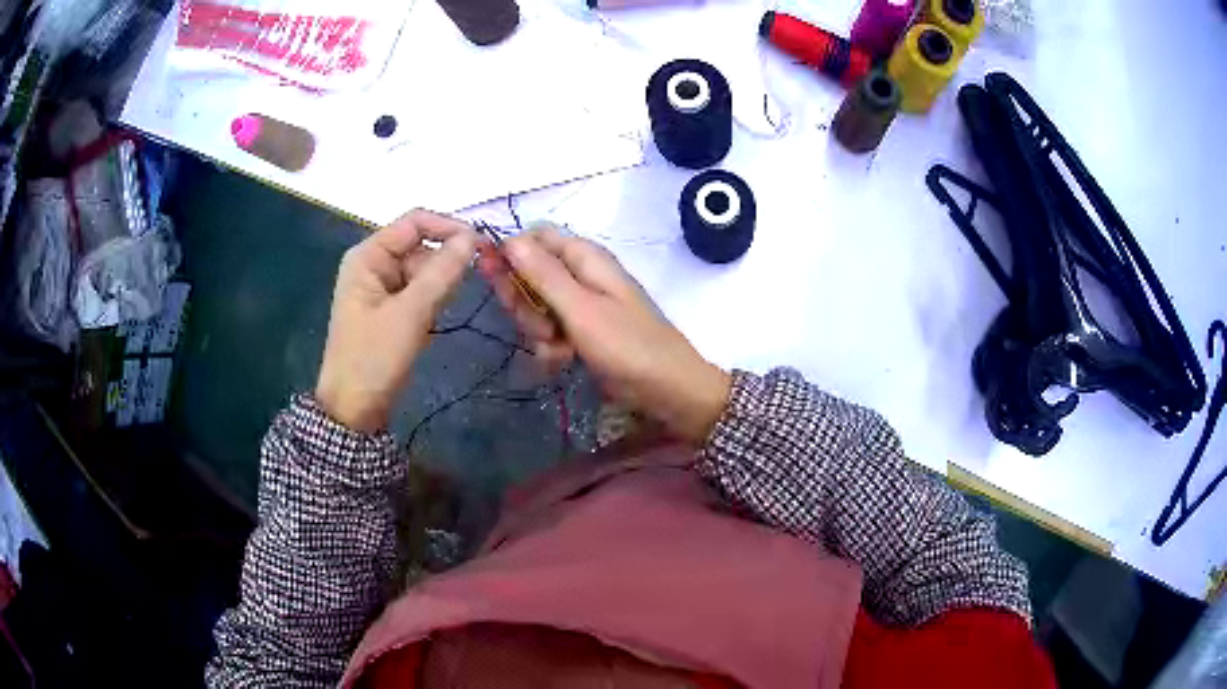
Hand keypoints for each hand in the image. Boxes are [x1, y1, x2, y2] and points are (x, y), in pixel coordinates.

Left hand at [316, 210, 476, 431]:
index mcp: (368, 255)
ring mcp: (381, 288)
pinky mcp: (390, 309)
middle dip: (444, 264)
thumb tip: (474, 238)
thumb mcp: (410, 313)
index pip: (415, 222)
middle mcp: (374, 264)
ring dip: (439, 287)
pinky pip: (419, 293)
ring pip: (424, 272)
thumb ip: (442, 272)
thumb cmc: (374, 358)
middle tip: (460, 292)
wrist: (353, 410)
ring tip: (436, 316)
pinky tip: (430, 324)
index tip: (482, 246)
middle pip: (421, 247)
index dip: (449, 227)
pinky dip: (431, 303)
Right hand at [477, 226, 730, 443]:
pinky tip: (564, 359)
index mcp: (584, 257)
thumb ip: (543, 274)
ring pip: (535, 306)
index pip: (532, 238)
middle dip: (524, 303)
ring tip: (561, 348)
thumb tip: (508, 239)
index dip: (509, 254)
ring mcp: (580, 304)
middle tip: (542, 327)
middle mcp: (580, 274)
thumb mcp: (580, 309)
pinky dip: (551, 346)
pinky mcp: (580, 330)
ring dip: (538, 330)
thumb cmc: (627, 346)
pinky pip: (549, 330)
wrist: (667, 389)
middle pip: (528, 274)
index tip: (493, 278)